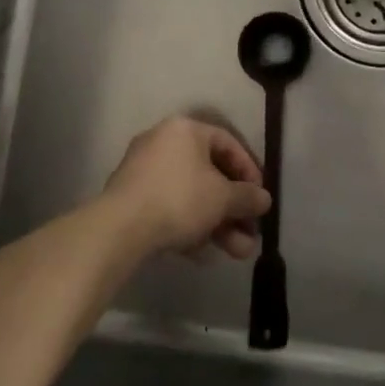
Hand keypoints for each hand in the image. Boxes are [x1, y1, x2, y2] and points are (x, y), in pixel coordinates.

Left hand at [102, 116, 270, 258]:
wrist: (120, 228)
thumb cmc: (180, 198)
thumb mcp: (223, 197)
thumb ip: (248, 197)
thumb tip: (264, 199)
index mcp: (185, 130)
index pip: (228, 143)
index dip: (249, 170)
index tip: (260, 198)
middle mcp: (163, 143)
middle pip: (209, 175)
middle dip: (234, 209)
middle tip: (251, 234)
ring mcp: (143, 171)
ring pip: (190, 196)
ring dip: (217, 224)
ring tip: (238, 253)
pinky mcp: (131, 199)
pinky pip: (169, 208)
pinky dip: (189, 227)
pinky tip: (204, 255)